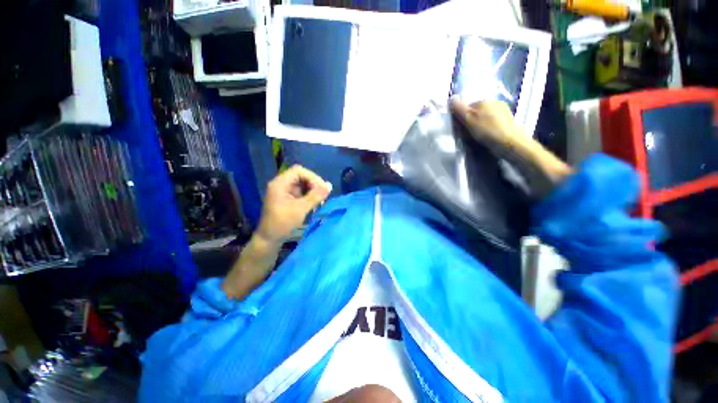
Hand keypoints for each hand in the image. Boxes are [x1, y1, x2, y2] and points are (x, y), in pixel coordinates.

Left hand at [256, 165, 331, 244]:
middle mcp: (281, 184)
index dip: (312, 177)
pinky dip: (308, 195)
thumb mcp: (301, 208)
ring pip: (302, 184)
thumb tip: (329, 185)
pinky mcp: (287, 198)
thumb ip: (316, 196)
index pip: (299, 171)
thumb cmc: (283, 223)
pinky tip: (314, 203)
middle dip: (313, 184)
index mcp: (280, 183)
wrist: (269, 238)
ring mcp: (284, 191)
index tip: (322, 188)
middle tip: (322, 195)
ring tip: (320, 200)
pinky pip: (300, 191)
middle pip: (301, 176)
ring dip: (312, 190)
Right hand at [451, 99, 571, 197]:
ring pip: (485, 117)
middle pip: (477, 111)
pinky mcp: (508, 121)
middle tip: (469, 133)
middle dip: (472, 120)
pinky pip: (493, 122)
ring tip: (479, 135)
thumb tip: (451, 98)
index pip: (468, 106)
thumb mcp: (469, 119)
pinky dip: (488, 128)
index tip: (461, 127)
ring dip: (480, 124)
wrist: (509, 142)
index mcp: (484, 101)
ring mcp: (503, 111)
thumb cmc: (486, 131)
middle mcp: (495, 103)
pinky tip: (488, 136)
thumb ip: (459, 108)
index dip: (462, 116)